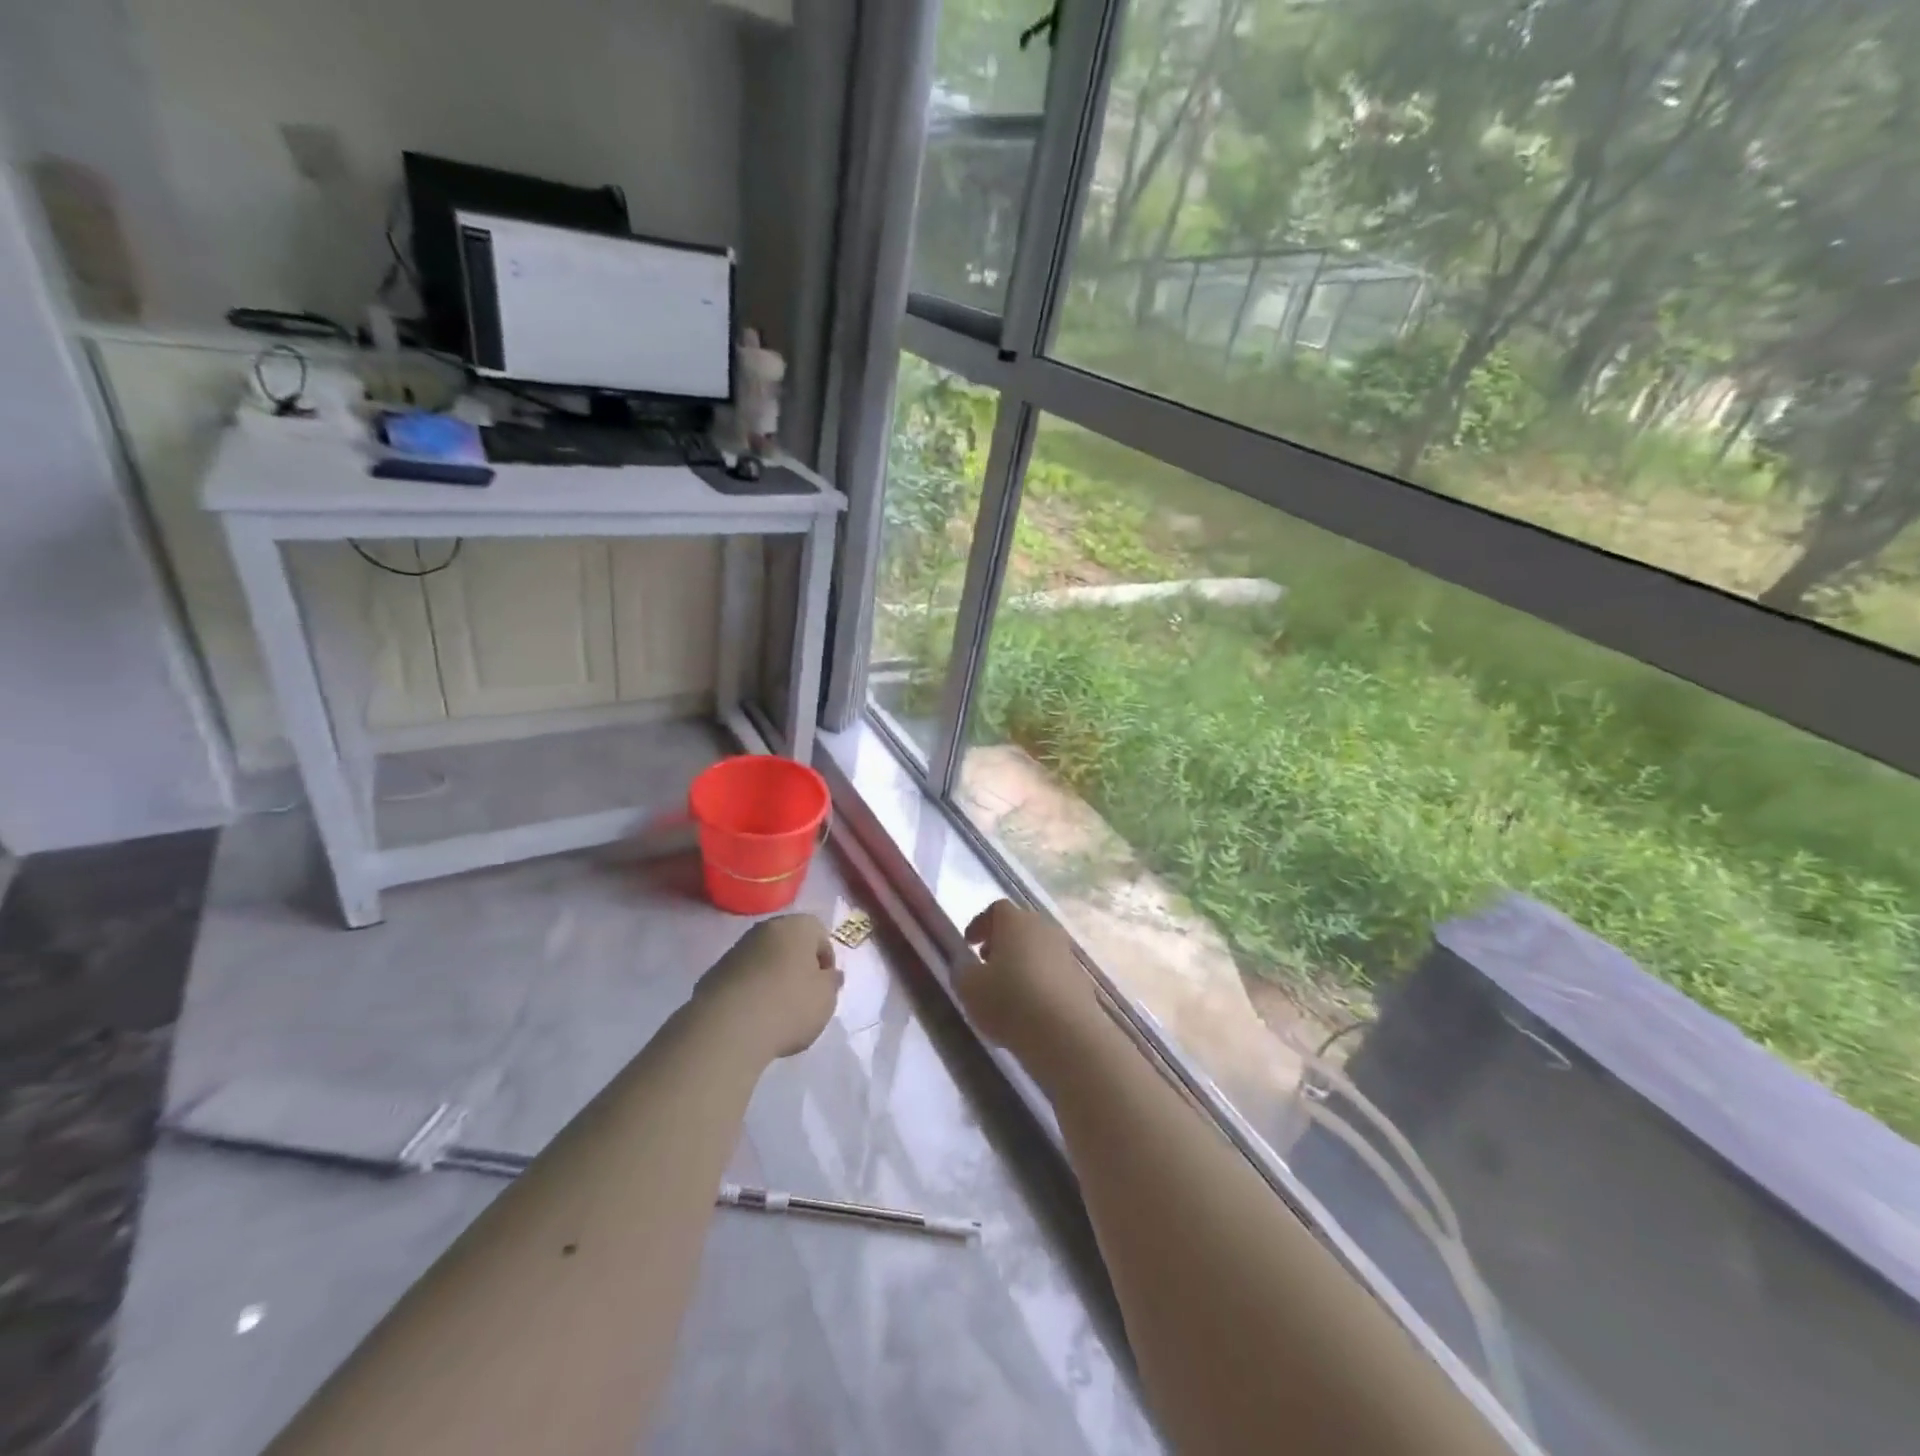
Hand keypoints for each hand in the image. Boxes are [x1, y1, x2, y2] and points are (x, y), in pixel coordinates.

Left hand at [695, 914, 841, 1059]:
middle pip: (790, 943)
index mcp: (797, 926)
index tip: (825, 987)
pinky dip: (751, 991)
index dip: (826, 960)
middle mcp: (765, 929)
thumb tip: (829, 975)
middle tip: (804, 996)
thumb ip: (831, 983)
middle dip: (798, 966)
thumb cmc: (789, 1006)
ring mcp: (736, 949)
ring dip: (772, 978)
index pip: (820, 933)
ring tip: (777, 1011)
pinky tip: (753, 1017)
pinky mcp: (714, 973)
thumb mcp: (826, 999)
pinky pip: (743, 978)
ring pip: (764, 959)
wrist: (727, 1028)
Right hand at [958, 901, 1101, 1058]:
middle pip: (1020, 926)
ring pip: (1038, 949)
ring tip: (1008, 989)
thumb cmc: (1009, 1002)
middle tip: (987, 963)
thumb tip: (966, 964)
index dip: (980, 924)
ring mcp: (1066, 953)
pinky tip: (1031, 1007)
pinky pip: (1053, 971)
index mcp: (1015, 921)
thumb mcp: (969, 988)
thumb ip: (962, 970)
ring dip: (1022, 962)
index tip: (969, 943)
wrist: (1066, 1034)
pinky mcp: (1080, 978)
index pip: (996, 909)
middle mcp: (1044, 928)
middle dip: (1002, 942)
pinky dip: (1039, 981)